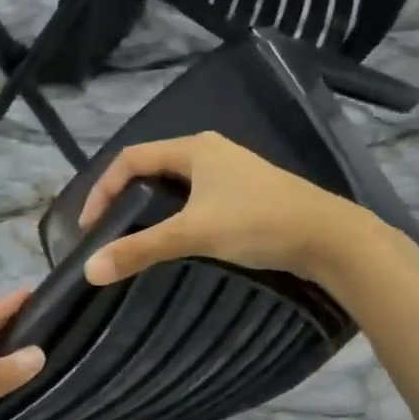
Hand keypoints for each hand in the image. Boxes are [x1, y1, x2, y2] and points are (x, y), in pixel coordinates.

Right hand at [80, 132, 378, 286]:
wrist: (329, 237)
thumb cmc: (258, 223)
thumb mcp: (193, 234)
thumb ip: (140, 250)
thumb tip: (89, 270)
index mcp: (194, 149)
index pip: (130, 159)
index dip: (102, 189)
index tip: (89, 226)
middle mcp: (210, 152)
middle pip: (151, 168)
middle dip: (123, 197)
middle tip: (107, 231)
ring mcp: (231, 172)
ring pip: (175, 184)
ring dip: (149, 207)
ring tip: (134, 237)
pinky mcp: (245, 193)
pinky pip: (195, 197)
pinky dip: (174, 214)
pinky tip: (176, 239)